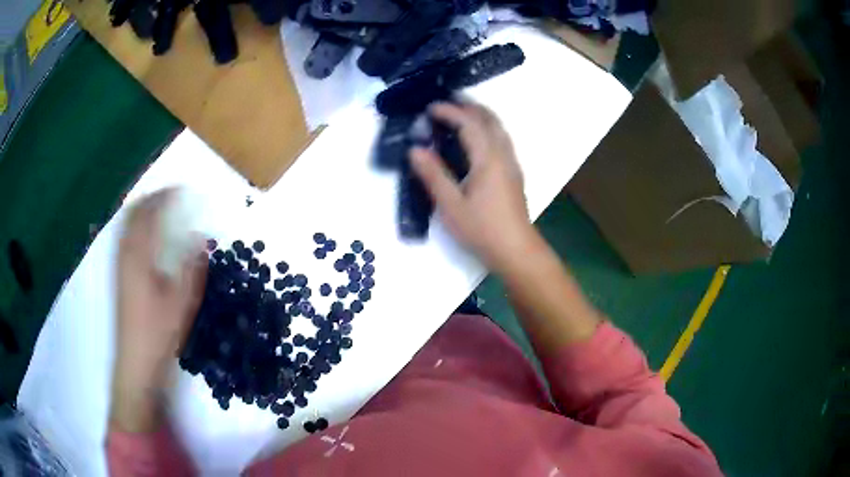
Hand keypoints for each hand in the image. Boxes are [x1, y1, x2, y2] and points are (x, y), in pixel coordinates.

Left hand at [111, 189, 206, 432]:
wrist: (136, 362)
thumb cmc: (159, 332)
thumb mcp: (182, 302)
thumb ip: (192, 267)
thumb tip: (201, 240)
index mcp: (139, 256)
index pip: (149, 213)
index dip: (165, 196)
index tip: (182, 189)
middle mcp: (125, 254)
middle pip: (133, 213)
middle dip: (151, 199)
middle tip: (170, 196)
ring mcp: (119, 265)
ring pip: (126, 225)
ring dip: (142, 212)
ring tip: (160, 210)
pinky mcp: (119, 277)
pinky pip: (124, 239)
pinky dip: (136, 228)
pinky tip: (147, 239)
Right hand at [410, 102, 534, 271]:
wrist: (516, 250)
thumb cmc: (482, 229)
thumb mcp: (451, 205)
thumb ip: (433, 175)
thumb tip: (415, 150)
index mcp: (488, 159)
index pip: (469, 124)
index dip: (450, 111)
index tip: (430, 108)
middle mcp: (503, 155)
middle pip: (490, 119)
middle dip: (469, 106)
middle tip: (447, 103)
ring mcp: (512, 164)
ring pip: (499, 128)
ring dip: (481, 115)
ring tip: (460, 114)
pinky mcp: (514, 174)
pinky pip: (501, 139)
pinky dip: (488, 128)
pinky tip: (476, 139)